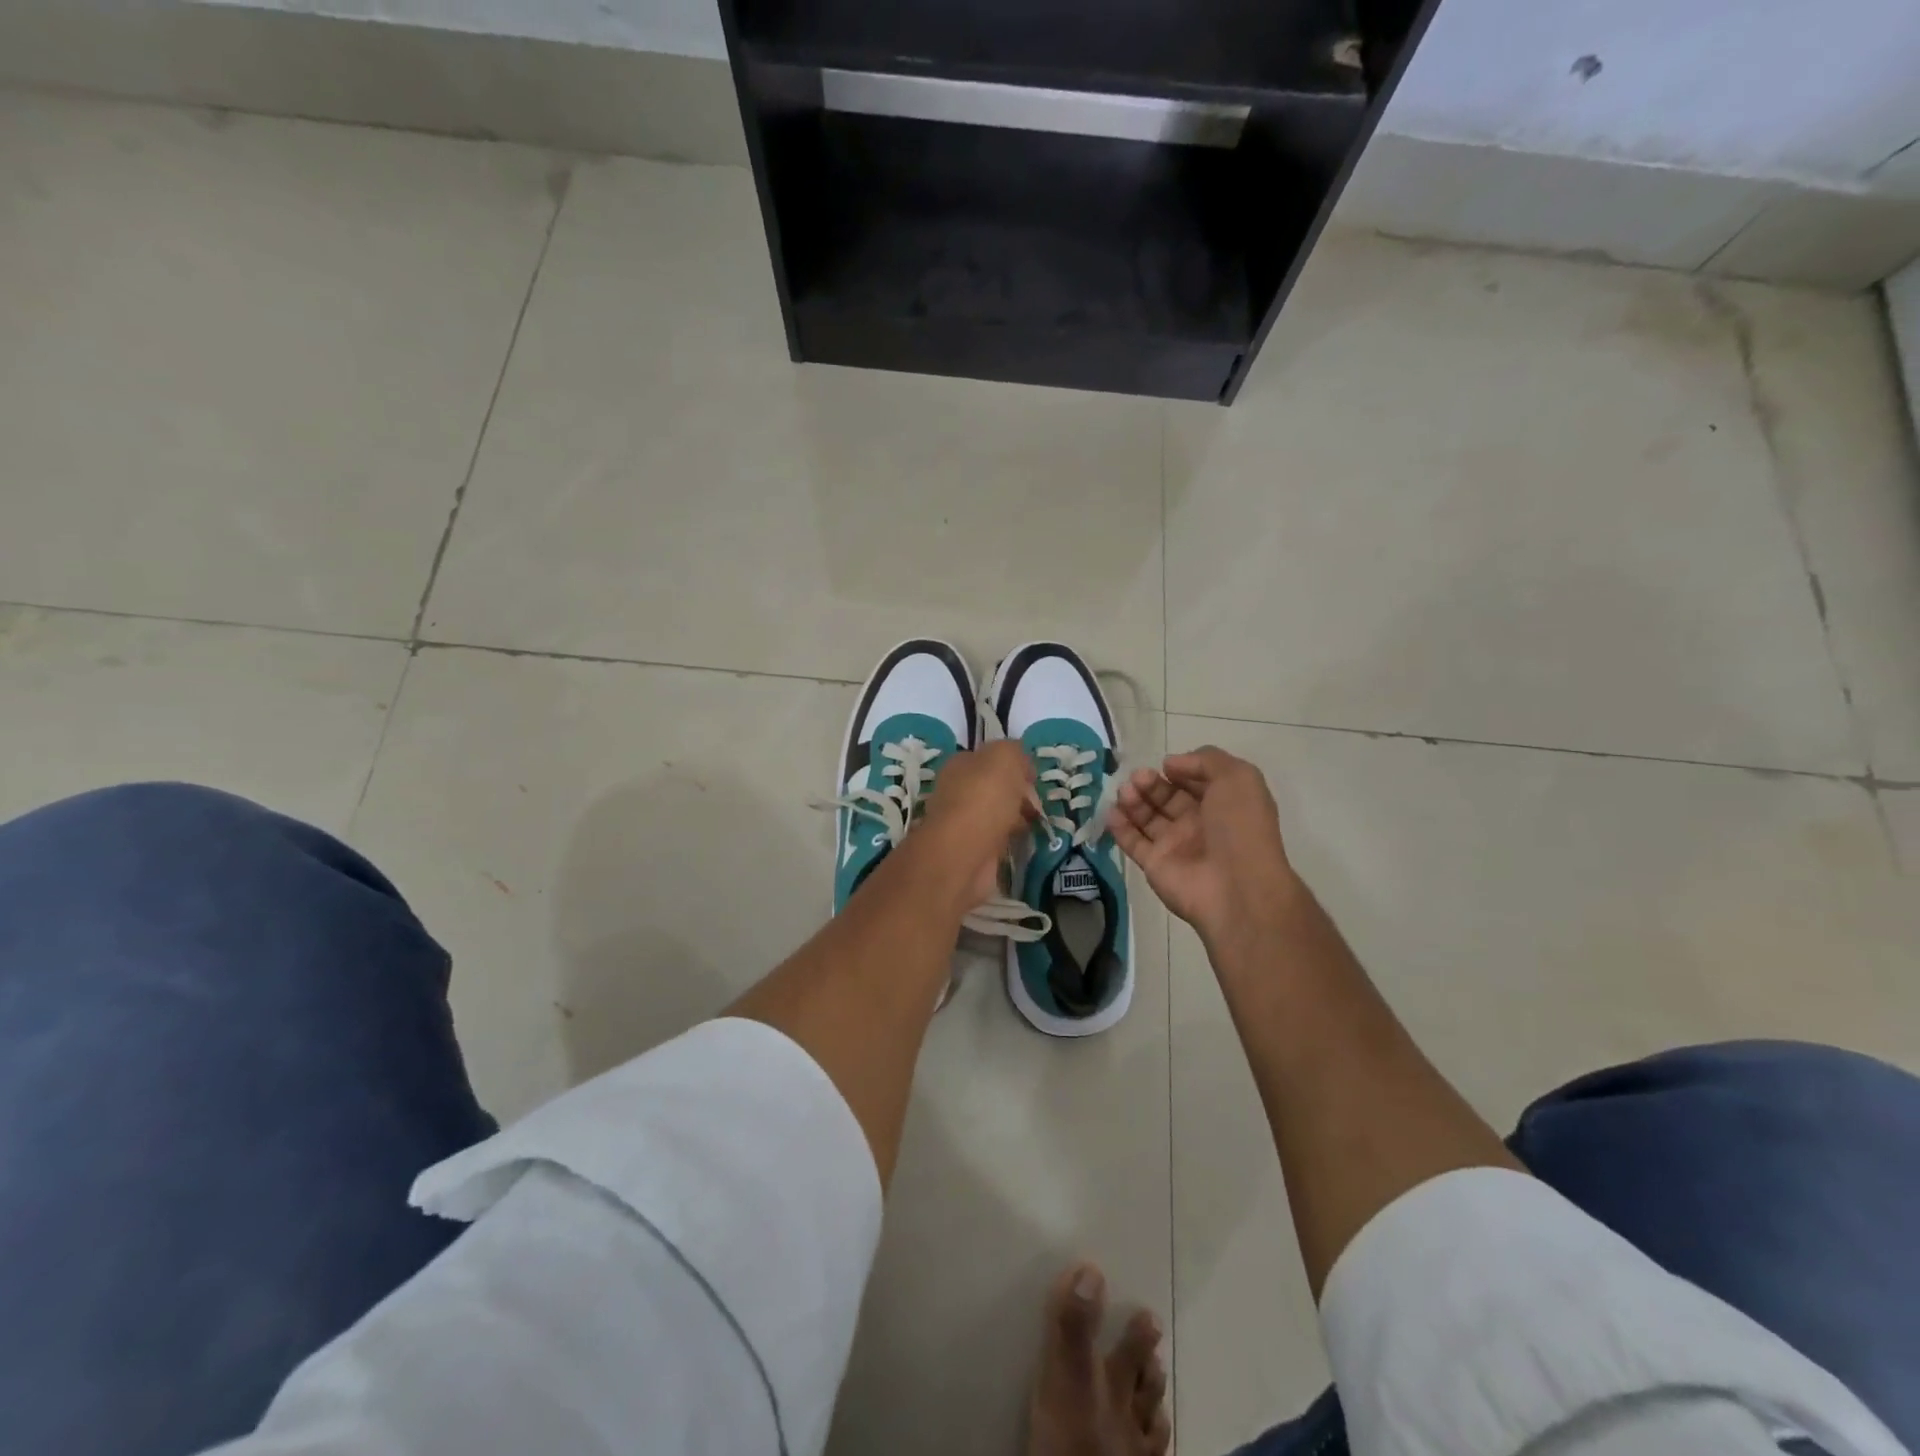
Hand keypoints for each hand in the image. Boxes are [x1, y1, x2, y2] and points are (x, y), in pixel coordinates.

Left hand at [915, 741, 1038, 911]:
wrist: (964, 852)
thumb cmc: (984, 797)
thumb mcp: (1005, 757)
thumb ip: (1014, 752)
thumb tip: (1021, 764)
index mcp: (960, 765)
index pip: (989, 759)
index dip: (1015, 766)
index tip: (1034, 779)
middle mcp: (957, 791)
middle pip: (994, 788)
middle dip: (1018, 794)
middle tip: (1037, 804)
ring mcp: (962, 823)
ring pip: (996, 814)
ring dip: (1016, 818)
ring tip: (1036, 824)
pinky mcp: (971, 851)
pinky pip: (997, 840)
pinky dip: (1011, 840)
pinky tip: (1024, 842)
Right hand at [1109, 747, 1300, 950]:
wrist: (1238, 889)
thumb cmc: (1241, 828)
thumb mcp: (1238, 778)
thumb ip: (1206, 760)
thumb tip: (1171, 764)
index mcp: (1223, 803)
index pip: (1194, 781)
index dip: (1179, 769)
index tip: (1165, 765)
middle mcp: (1199, 823)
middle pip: (1167, 797)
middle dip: (1150, 784)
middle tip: (1138, 778)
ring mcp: (1176, 846)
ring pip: (1147, 818)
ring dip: (1133, 800)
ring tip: (1125, 792)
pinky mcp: (1155, 865)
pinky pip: (1133, 842)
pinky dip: (1119, 827)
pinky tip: (1111, 812)